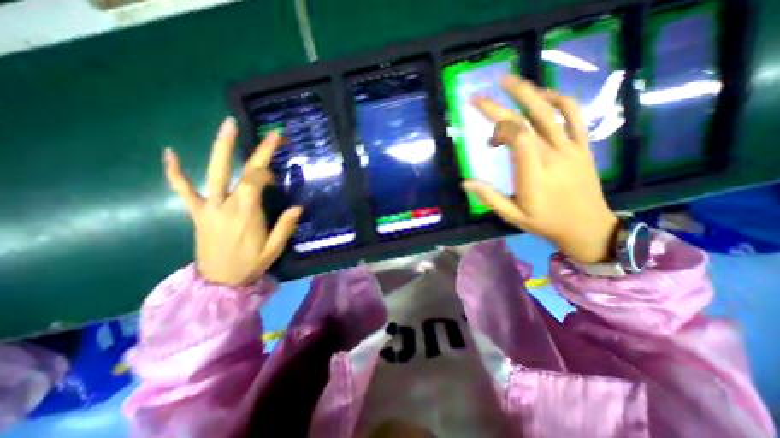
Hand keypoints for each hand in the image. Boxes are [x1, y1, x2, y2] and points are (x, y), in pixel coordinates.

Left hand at [163, 117, 301, 286]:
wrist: (218, 282)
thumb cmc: (250, 264)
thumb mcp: (274, 249)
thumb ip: (285, 227)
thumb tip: (298, 207)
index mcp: (247, 216)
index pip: (255, 182)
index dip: (266, 172)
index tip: (276, 177)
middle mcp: (227, 206)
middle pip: (241, 172)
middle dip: (258, 151)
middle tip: (272, 135)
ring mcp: (208, 208)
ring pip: (213, 172)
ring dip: (221, 147)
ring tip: (228, 125)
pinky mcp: (196, 213)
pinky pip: (183, 189)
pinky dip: (175, 172)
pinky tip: (170, 152)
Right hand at [461, 75, 621, 262]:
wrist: (587, 227)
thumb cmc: (545, 222)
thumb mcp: (512, 216)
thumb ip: (489, 197)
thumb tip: (465, 182)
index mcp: (533, 173)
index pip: (516, 137)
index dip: (497, 123)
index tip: (482, 121)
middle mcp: (553, 155)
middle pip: (529, 120)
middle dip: (504, 102)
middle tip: (486, 91)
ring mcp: (571, 148)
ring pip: (551, 111)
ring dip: (530, 93)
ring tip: (511, 82)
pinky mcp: (583, 146)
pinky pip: (575, 116)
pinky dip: (560, 100)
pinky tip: (544, 96)